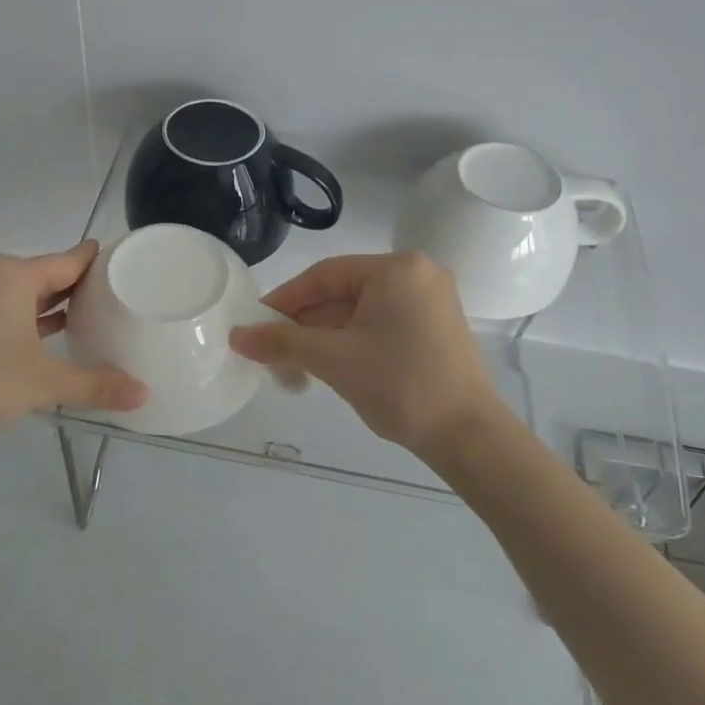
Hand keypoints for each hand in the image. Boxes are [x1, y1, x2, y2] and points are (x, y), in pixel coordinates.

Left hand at [0, 241, 146, 476]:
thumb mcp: (44, 384)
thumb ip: (96, 385)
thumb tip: (144, 394)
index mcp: (11, 276)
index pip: (67, 260)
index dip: (96, 261)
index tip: (122, 262)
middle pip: (42, 274)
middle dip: (74, 286)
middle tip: (113, 296)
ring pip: (16, 293)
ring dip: (46, 305)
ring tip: (84, 316)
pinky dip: (21, 318)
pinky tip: (38, 337)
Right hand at [230, 252, 501, 453]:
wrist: (468, 436)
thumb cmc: (399, 385)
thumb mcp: (334, 359)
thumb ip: (282, 341)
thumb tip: (237, 336)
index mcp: (397, 269)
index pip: (325, 275)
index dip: (285, 299)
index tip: (256, 323)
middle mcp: (418, 274)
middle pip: (344, 291)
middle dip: (306, 321)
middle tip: (272, 349)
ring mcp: (432, 301)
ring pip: (362, 309)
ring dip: (327, 334)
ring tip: (296, 363)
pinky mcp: (437, 327)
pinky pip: (383, 322)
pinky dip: (354, 339)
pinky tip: (331, 363)